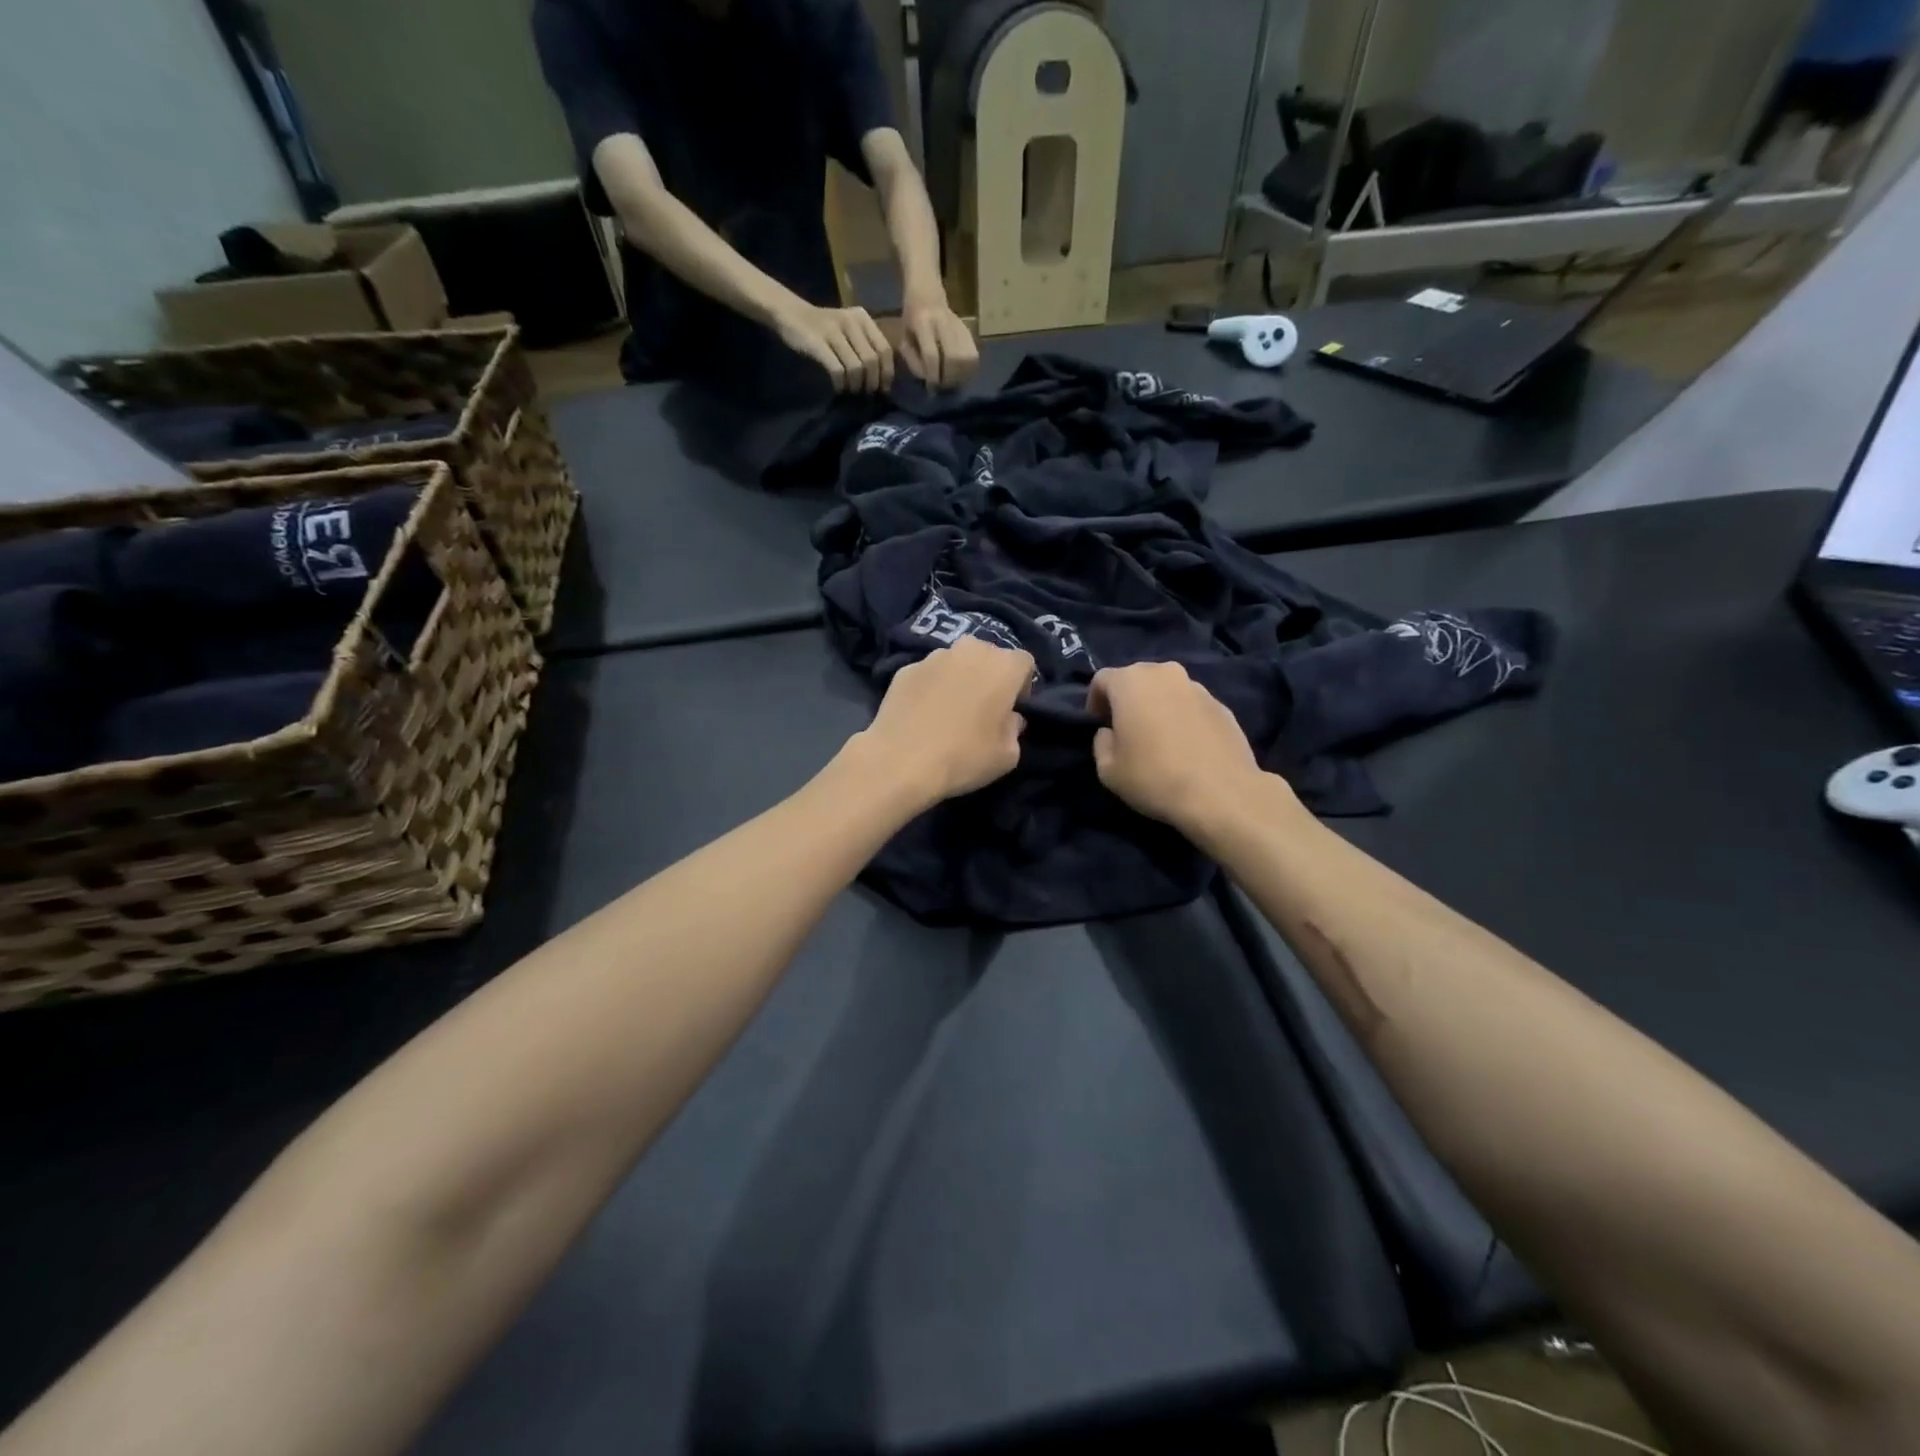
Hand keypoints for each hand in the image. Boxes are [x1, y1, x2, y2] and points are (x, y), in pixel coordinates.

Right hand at [774, 302, 894, 392]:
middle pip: (872, 361)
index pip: (885, 349)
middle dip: (872, 383)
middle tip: (866, 394)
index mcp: (863, 318)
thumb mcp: (850, 330)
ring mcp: (833, 331)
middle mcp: (851, 321)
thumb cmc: (824, 329)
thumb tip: (882, 379)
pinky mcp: (818, 342)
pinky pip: (837, 370)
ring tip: (852, 391)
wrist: (791, 314)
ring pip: (856, 367)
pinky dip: (841, 384)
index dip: (887, 373)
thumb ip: (866, 346)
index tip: (883, 389)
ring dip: (856, 385)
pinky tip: (838, 388)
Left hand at [852, 639, 1033, 806]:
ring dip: (959, 678)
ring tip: (948, 710)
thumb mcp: (1007, 755)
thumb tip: (1008, 718)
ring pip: (956, 661)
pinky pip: (928, 674)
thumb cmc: (964, 757)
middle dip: (989, 675)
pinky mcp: (905, 669)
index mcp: (1003, 666)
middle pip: (989, 655)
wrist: (901, 762)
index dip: (1022, 685)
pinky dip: (930, 687)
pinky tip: (923, 714)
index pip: (1024, 663)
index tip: (1012, 709)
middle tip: (982, 707)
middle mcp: (970, 650)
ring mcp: (933, 657)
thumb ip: (1014, 729)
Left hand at [900, 295, 979, 389]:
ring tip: (952, 382)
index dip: (932, 375)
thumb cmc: (911, 318)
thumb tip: (928, 379)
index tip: (931, 387)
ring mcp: (958, 324)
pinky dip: (969, 369)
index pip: (931, 354)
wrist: (927, 291)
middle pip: (953, 357)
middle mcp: (942, 321)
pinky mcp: (968, 329)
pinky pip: (974, 355)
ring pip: (966, 357)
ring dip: (960, 376)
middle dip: (948, 378)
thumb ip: (912, 360)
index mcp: (922, 322)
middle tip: (943, 387)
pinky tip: (961, 374)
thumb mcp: (904, 337)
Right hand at [1088, 662, 1277, 832]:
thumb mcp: (1108, 770)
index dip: (1094, 701)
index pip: (1102, 679)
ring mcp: (1197, 687)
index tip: (1098, 725)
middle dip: (1127, 699)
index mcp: (1131, 682)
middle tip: (1125, 729)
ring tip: (1158, 738)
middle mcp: (1165, 673)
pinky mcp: (1222, 705)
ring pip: (1166, 690)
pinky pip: (1190, 705)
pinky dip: (1182, 718)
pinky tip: (1185, 746)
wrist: (1221, 794)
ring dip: (1156, 706)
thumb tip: (1110, 733)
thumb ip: (1101, 742)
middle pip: (1136, 679)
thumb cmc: (1154, 777)